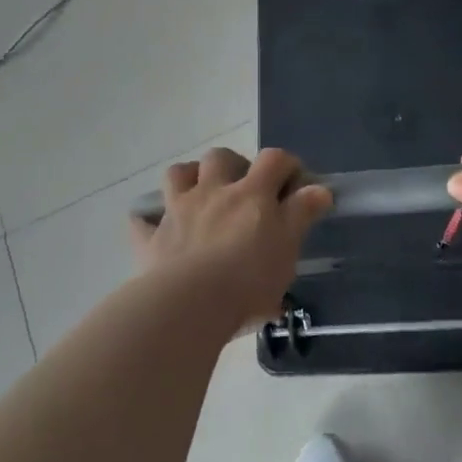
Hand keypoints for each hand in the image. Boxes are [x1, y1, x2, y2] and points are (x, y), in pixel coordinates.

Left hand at [129, 147, 331, 332]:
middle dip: (234, 164)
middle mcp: (212, 192)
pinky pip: (142, 221)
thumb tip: (319, 189)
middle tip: (245, 189)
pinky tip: (157, 229)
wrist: (190, 304)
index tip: (296, 182)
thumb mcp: (288, 247)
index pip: (273, 160)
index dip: (287, 164)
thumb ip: (301, 214)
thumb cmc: (249, 278)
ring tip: (201, 195)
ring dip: (189, 177)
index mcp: (251, 194)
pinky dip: (149, 221)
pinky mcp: (151, 238)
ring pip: (177, 174)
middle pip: (220, 157)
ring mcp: (177, 212)